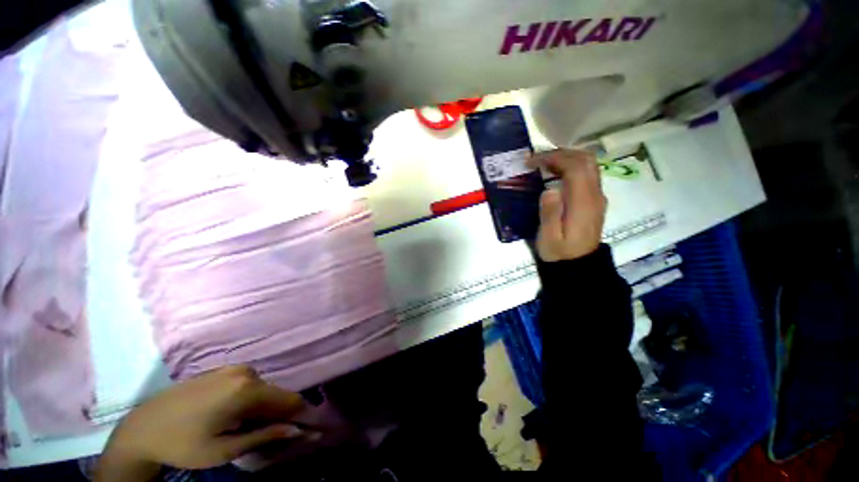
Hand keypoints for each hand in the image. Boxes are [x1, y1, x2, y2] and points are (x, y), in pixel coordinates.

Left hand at [96, 366, 305, 480]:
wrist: (141, 428)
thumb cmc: (183, 444)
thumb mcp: (224, 450)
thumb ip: (264, 437)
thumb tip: (297, 430)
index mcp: (247, 388)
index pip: (288, 398)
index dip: (295, 415)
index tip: (295, 430)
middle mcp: (245, 372)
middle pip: (274, 393)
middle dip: (275, 413)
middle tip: (261, 435)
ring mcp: (232, 368)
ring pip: (260, 388)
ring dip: (259, 407)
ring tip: (242, 427)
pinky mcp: (221, 369)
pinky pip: (246, 384)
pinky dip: (246, 399)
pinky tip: (229, 414)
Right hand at [530, 149, 606, 261]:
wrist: (578, 265)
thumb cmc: (559, 252)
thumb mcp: (549, 238)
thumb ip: (550, 214)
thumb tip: (549, 189)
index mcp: (583, 203)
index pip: (575, 168)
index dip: (554, 158)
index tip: (532, 161)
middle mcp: (595, 195)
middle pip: (586, 160)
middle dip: (561, 153)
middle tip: (537, 158)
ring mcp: (597, 197)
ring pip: (589, 165)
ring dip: (567, 158)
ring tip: (544, 163)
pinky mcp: (594, 200)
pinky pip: (587, 174)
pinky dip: (571, 166)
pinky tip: (555, 173)